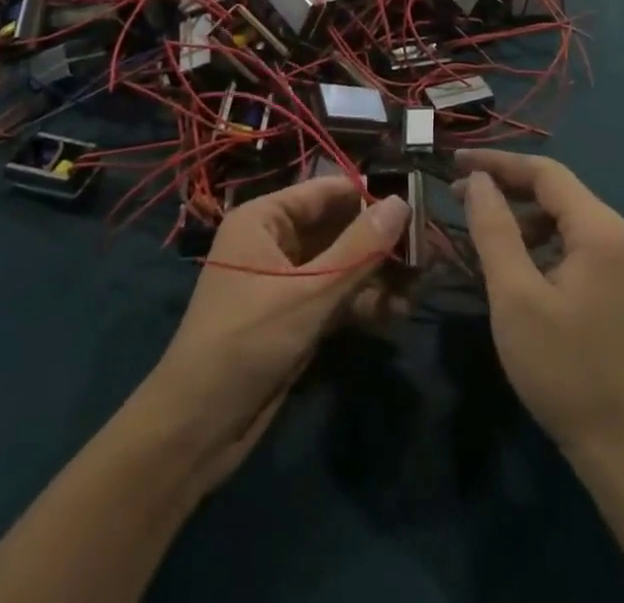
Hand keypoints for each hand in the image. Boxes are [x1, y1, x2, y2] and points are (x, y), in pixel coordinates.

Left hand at [142, 177, 408, 487]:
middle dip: (379, 242)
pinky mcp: (293, 317)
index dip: (370, 196)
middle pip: (337, 228)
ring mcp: (284, 281)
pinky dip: (362, 302)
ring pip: (340, 265)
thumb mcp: (308, 293)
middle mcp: (274, 241)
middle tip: (427, 252)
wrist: (196, 430)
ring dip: (376, 276)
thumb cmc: (247, 342)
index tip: (417, 204)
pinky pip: (334, 296)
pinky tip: (397, 314)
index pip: (326, 192)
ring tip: (420, 287)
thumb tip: (402, 202)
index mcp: (264, 218)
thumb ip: (358, 248)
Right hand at [458, 151, 623, 461]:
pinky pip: (568, 242)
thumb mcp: (516, 296)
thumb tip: (479, 180)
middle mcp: (613, 233)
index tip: (454, 161)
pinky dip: (535, 240)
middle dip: (504, 185)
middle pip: (553, 189)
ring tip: (477, 226)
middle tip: (457, 192)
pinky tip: (510, 261)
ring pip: (559, 216)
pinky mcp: (611, 285)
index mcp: (597, 228)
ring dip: (518, 214)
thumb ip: (494, 230)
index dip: (497, 161)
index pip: (544, 171)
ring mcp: (617, 261)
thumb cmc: (566, 369)